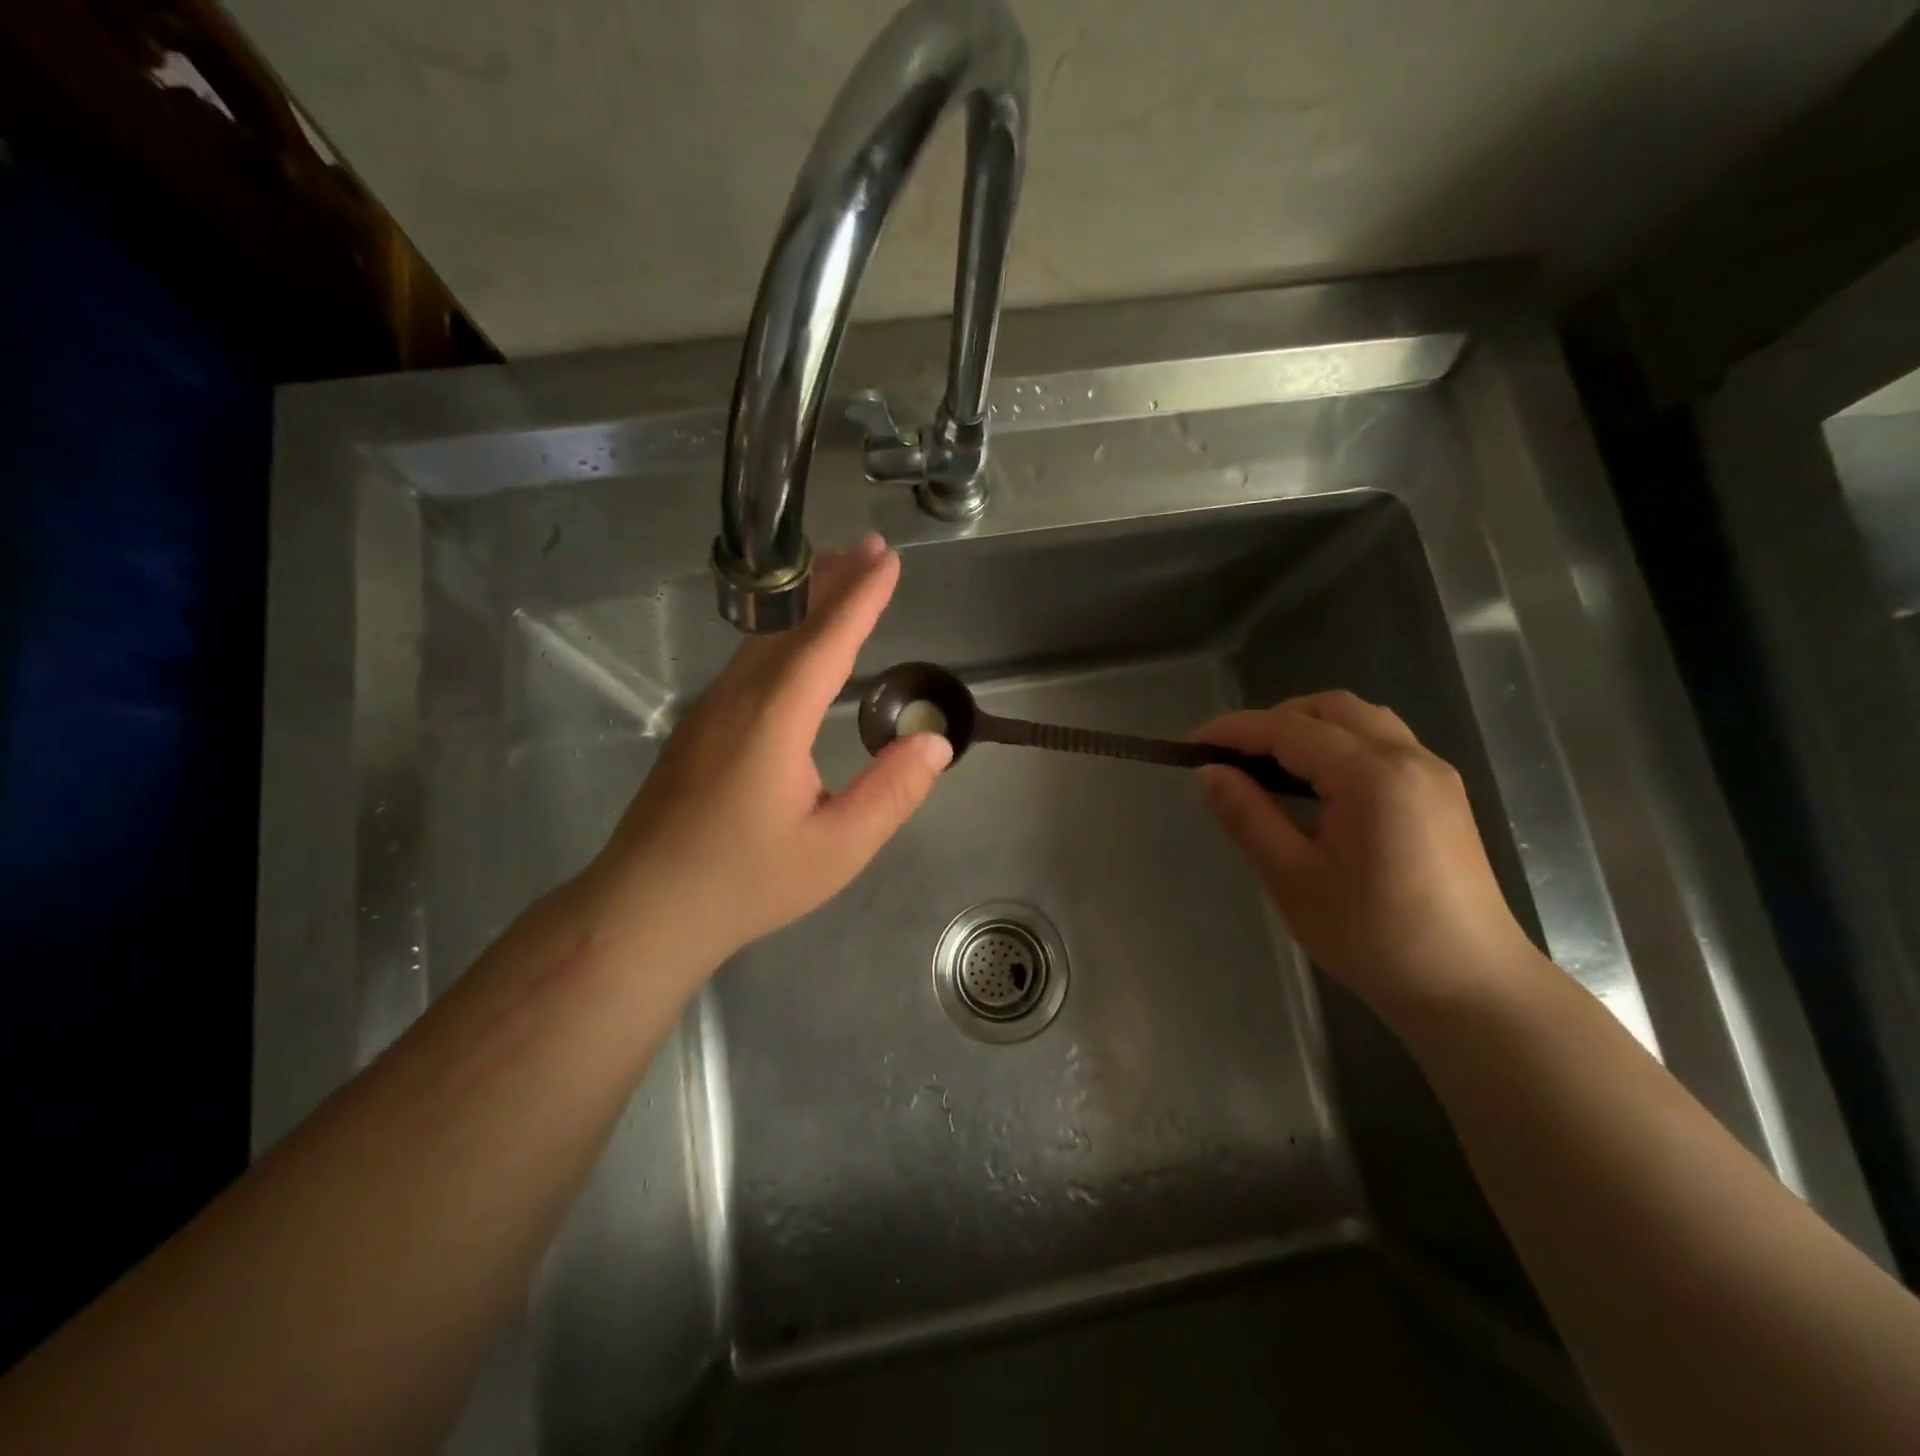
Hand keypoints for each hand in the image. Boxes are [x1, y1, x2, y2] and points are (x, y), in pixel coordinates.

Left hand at [583, 534, 950, 971]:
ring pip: (764, 638)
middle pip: (789, 624)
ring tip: (841, 578)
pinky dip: (782, 633)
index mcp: (773, 720)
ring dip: (805, 603)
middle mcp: (737, 699)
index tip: (890, 561)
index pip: (825, 641)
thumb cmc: (746, 882)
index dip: (861, 599)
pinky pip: (749, 661)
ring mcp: (710, 710)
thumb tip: (935, 741)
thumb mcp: (837, 848)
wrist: (644, 909)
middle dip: (833, 581)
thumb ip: (891, 792)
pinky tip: (796, 642)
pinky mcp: (698, 727)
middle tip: (871, 549)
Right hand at [1194, 691, 1540, 1022]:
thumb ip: (1247, 816)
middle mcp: (1408, 758)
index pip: (1289, 728)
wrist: (1471, 988)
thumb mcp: (1293, 878)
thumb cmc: (1374, 937)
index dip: (1235, 730)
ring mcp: (1433, 773)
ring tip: (1270, 768)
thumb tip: (1207, 773)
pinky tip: (1317, 787)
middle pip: (1330, 708)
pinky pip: (1383, 743)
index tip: (1191, 746)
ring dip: (1309, 728)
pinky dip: (1339, 745)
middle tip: (1232, 758)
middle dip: (1273, 721)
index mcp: (1371, 776)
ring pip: (1361, 720)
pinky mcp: (1443, 794)